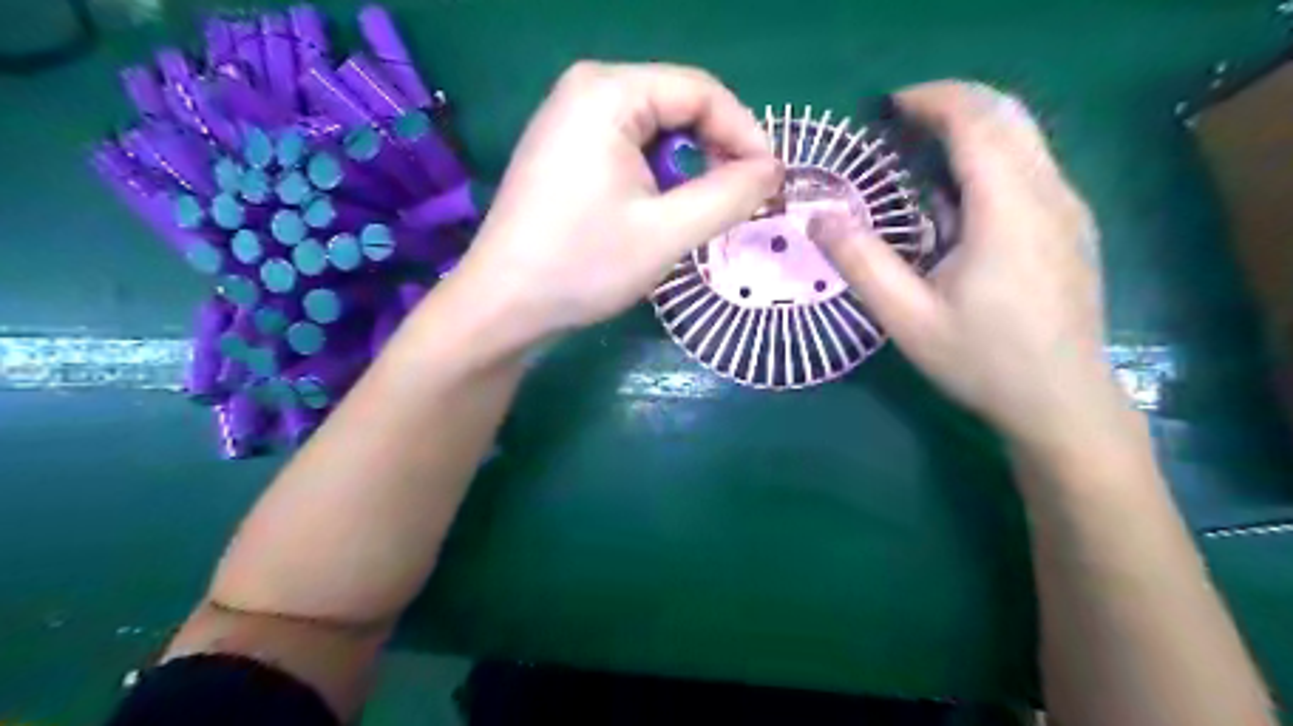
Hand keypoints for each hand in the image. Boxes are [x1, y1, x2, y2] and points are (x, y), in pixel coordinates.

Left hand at [452, 59, 782, 341]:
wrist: (504, 305)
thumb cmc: (583, 265)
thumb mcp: (668, 232)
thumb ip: (730, 195)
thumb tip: (773, 171)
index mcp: (608, 92)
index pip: (702, 91)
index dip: (745, 134)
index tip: (770, 183)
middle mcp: (586, 89)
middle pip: (678, 104)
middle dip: (717, 150)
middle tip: (742, 200)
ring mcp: (569, 119)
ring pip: (656, 129)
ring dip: (689, 166)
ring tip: (705, 210)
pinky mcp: (564, 149)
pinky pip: (629, 147)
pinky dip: (659, 174)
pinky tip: (664, 208)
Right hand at [811, 80, 1128, 452]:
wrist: (1062, 402)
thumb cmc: (982, 361)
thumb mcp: (907, 318)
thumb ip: (861, 263)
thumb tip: (818, 219)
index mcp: (1007, 210)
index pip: (976, 121)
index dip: (930, 100)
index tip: (886, 108)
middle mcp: (1048, 194)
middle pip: (1006, 115)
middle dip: (951, 105)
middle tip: (899, 127)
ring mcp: (1068, 208)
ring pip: (1023, 138)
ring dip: (971, 132)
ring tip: (919, 161)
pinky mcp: (1072, 227)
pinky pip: (1031, 167)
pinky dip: (989, 160)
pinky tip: (958, 204)